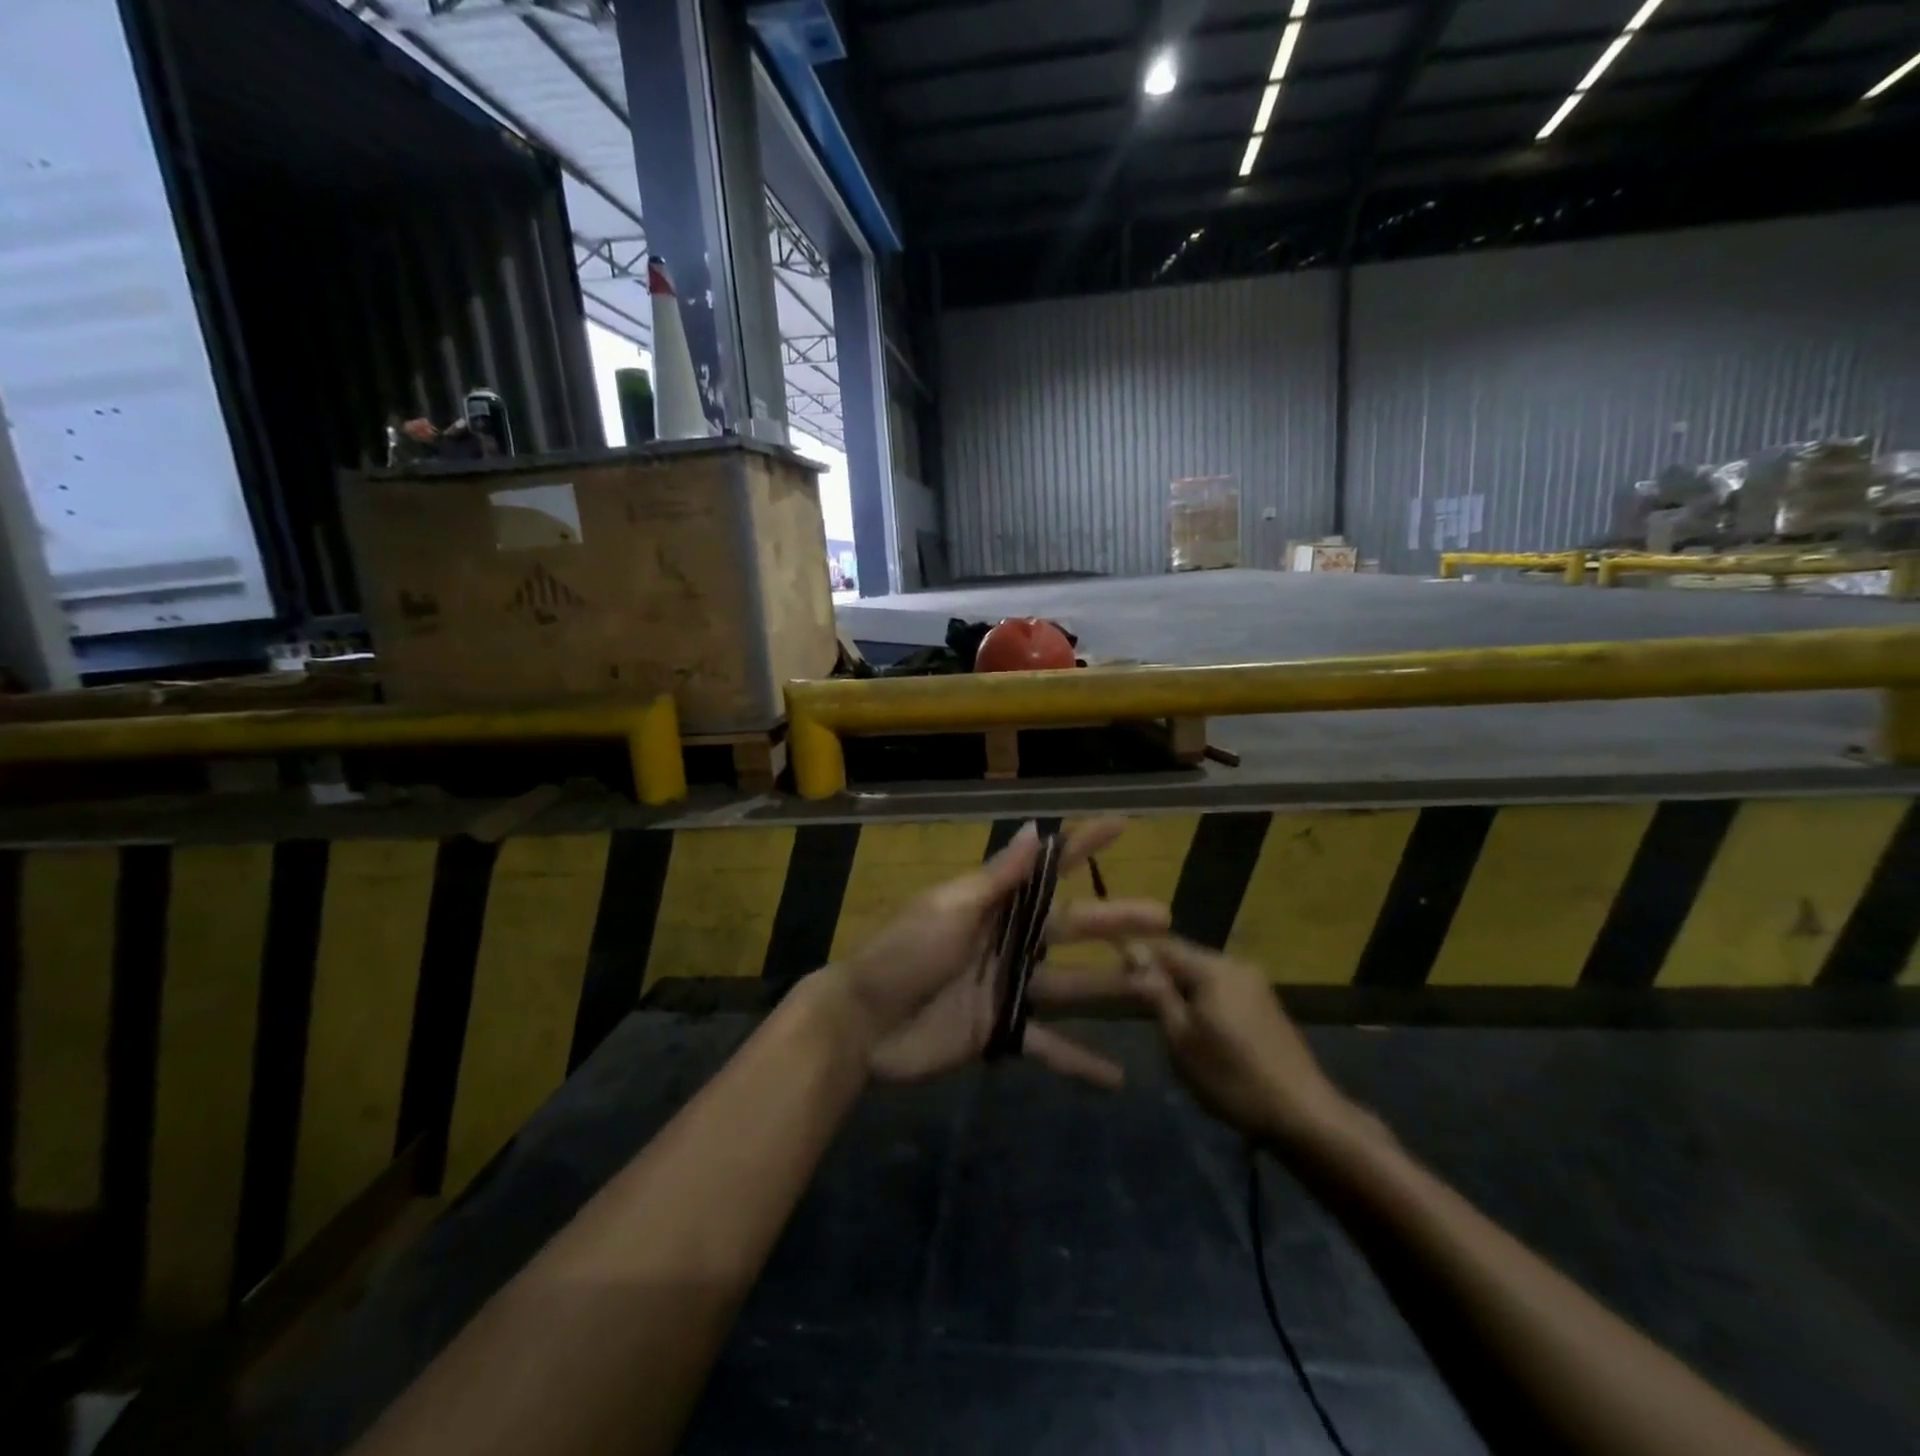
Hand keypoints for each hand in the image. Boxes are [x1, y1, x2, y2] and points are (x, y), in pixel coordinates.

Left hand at [838, 819, 1168, 1087]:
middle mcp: (1008, 941)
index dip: (1082, 845)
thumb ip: (997, 878)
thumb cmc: (903, 954)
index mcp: (994, 905)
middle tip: (1164, 916)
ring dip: (1112, 989)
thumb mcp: (949, 909)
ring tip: (1156, 992)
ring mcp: (1007, 988)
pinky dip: (1079, 1061)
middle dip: (1116, 920)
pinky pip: (1047, 1045)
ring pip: (1071, 986)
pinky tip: (1117, 1078)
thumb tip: (1034, 830)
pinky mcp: (1001, 1031)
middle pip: (1072, 927)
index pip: (1047, 869)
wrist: (862, 1024)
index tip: (1121, 826)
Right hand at [1124, 938, 1358, 1146]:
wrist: (1304, 1115)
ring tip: (1163, 1017)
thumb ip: (1157, 992)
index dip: (1136, 956)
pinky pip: (1223, 989)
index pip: (1163, 946)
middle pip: (1186, 958)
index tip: (1115, 975)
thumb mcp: (1182, 1039)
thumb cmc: (1232, 1077)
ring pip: (1205, 975)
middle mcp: (1237, 964)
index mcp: (1214, 968)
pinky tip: (1198, 1027)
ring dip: (1182, 988)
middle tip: (1135, 1001)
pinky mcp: (1267, 1004)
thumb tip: (1133, 952)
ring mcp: (1256, 984)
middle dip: (1160, 974)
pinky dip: (1204, 1000)